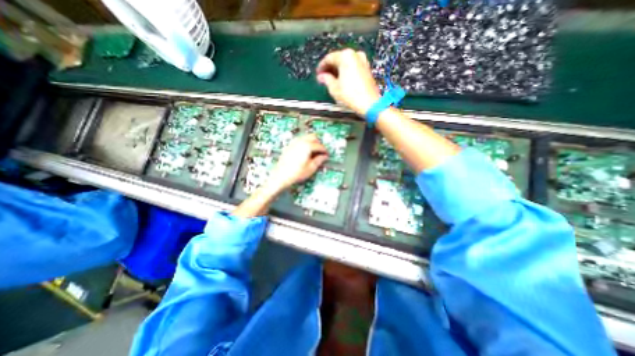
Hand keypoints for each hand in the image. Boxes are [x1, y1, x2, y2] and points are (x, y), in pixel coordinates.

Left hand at [267, 133, 329, 192]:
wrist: (280, 176)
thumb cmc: (297, 173)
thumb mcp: (311, 168)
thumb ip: (319, 160)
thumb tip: (325, 156)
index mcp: (307, 146)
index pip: (319, 145)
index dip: (324, 150)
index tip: (327, 155)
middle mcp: (300, 141)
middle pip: (313, 137)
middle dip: (318, 143)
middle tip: (321, 152)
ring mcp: (293, 143)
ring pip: (305, 137)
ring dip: (311, 142)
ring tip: (313, 151)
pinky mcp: (289, 146)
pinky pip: (299, 140)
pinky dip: (304, 143)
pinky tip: (304, 151)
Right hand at [314, 48, 378, 116]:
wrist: (369, 103)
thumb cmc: (351, 95)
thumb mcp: (334, 88)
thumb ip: (326, 80)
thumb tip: (322, 77)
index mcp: (345, 56)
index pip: (329, 58)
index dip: (321, 67)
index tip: (318, 74)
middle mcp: (355, 54)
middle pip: (338, 59)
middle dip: (330, 68)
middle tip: (323, 77)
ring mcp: (363, 61)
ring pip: (346, 63)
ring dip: (338, 70)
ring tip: (332, 80)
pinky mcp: (367, 69)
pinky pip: (353, 67)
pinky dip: (346, 72)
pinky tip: (342, 80)